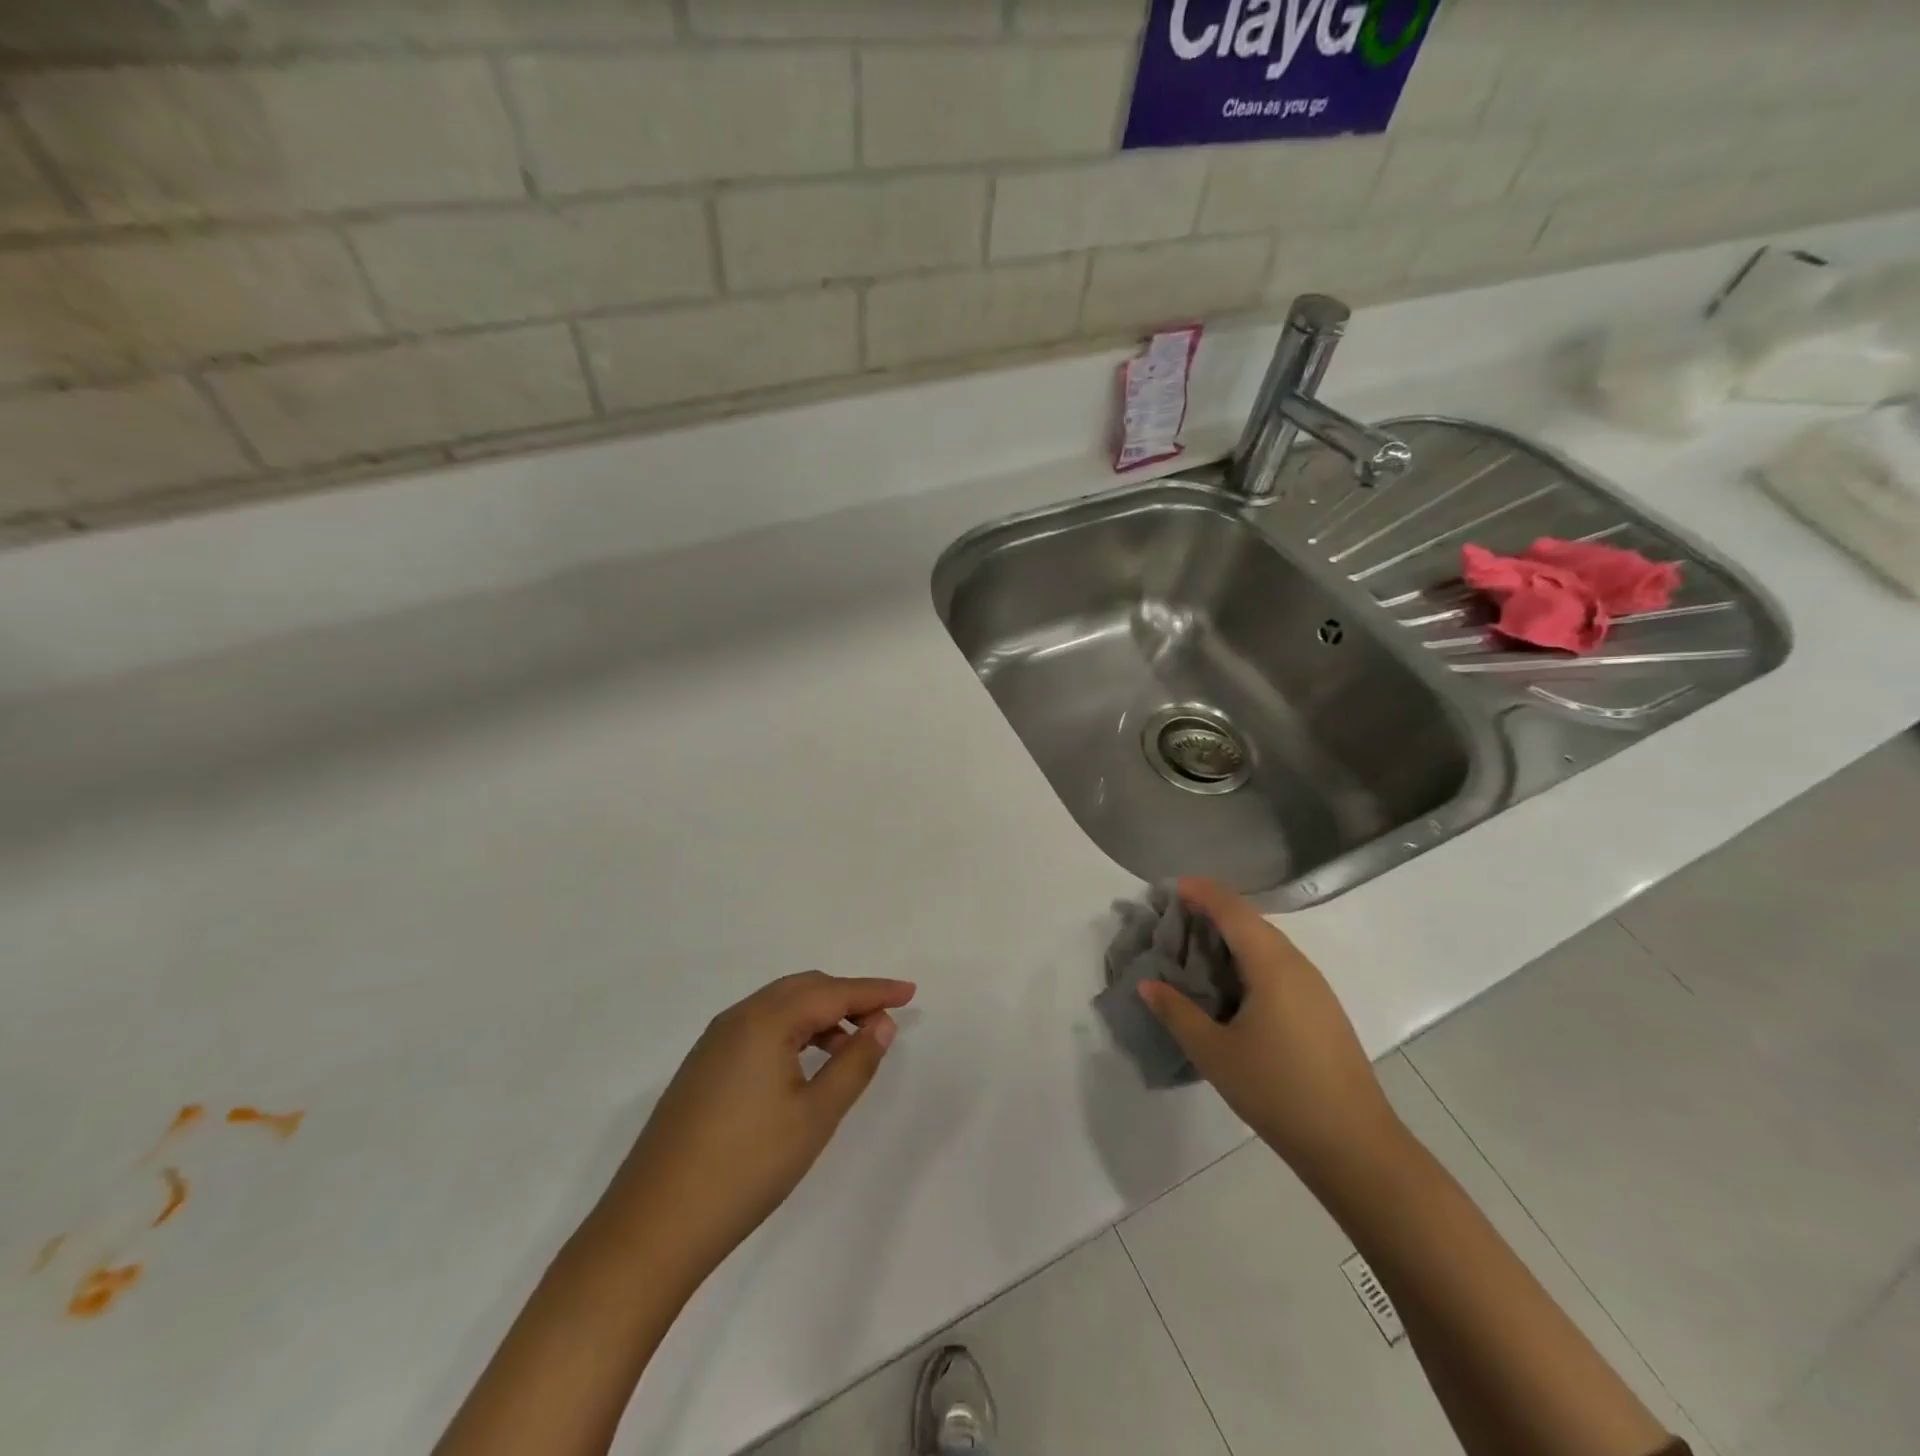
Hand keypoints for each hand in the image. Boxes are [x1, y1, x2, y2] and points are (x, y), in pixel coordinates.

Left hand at [597, 972, 915, 1278]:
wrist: (653, 1226)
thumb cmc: (746, 1168)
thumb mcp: (815, 1116)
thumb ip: (855, 1064)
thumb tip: (882, 1024)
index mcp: (765, 1020)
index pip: (833, 992)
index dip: (875, 991)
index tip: (910, 992)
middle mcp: (737, 1018)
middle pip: (804, 989)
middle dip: (848, 998)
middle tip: (884, 1019)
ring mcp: (714, 1042)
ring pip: (779, 1008)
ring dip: (820, 1016)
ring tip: (851, 1046)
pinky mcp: (702, 1067)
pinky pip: (759, 1028)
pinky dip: (792, 1033)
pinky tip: (806, 1064)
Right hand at [1139, 878, 1403, 1184]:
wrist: (1355, 1145)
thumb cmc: (1278, 1091)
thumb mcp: (1215, 1053)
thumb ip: (1177, 1013)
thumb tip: (1147, 984)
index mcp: (1271, 965)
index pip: (1232, 910)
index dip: (1201, 893)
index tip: (1170, 888)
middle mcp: (1297, 965)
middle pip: (1251, 921)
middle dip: (1213, 911)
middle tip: (1174, 918)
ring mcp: (1315, 987)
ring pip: (1267, 943)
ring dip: (1231, 936)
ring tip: (1195, 948)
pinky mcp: (1321, 1009)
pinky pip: (1279, 965)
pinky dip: (1248, 959)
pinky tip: (1230, 984)